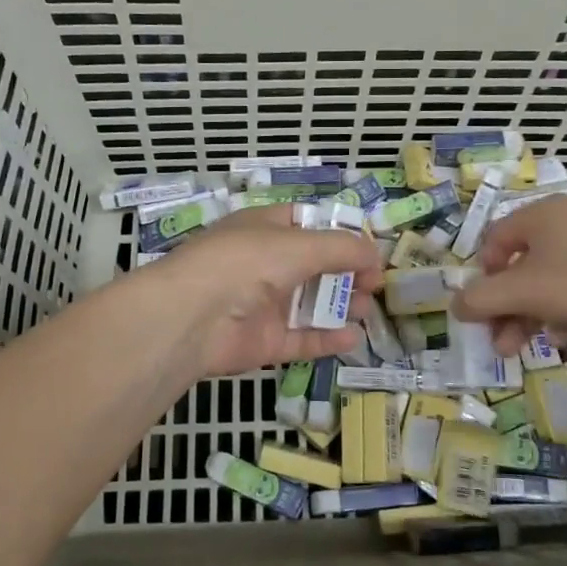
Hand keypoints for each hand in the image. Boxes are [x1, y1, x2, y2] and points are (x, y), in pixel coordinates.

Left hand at [147, 204, 382, 377]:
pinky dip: (326, 339)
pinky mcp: (263, 341)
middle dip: (346, 273)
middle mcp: (263, 263)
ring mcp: (262, 304)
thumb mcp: (300, 244)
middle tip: (373, 285)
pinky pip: (301, 339)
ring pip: (309, 303)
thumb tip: (375, 255)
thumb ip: (342, 249)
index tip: (368, 250)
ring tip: (365, 308)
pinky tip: (352, 338)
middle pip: (314, 266)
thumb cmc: (246, 263)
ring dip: (340, 305)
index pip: (308, 224)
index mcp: (265, 228)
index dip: (339, 234)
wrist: (191, 316)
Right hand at [453, 195, 566, 351]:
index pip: (494, 241)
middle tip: (497, 341)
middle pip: (519, 266)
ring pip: (547, 281)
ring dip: (528, 315)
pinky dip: (560, 312)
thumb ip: (482, 299)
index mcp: (538, 215)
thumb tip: (455, 306)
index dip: (482, 276)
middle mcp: (564, 222)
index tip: (482, 308)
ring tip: (519, 349)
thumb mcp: (523, 291)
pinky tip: (559, 338)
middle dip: (504, 306)